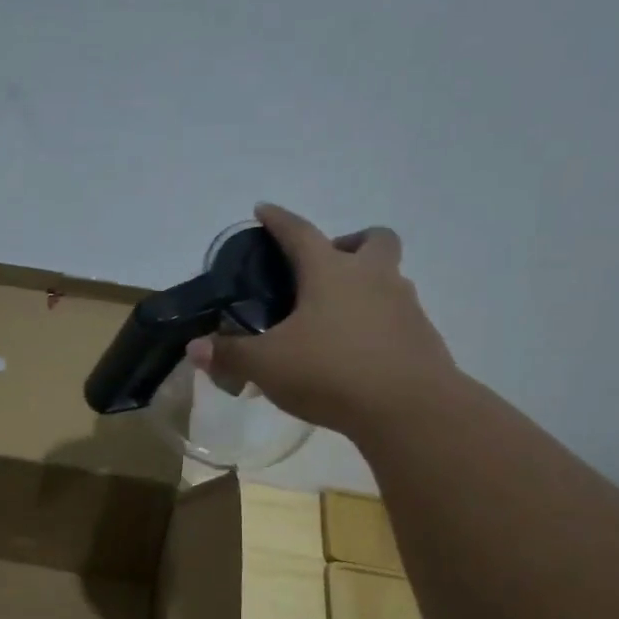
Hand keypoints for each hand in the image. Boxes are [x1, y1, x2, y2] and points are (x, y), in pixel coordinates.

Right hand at [189, 203, 458, 440]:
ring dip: (366, 285)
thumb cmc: (331, 372)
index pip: (299, 232)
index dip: (278, 220)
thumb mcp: (267, 366)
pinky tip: (358, 352)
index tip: (264, 211)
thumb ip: (231, 354)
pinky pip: (397, 316)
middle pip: (372, 239)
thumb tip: (196, 348)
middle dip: (348, 244)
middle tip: (323, 271)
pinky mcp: (422, 337)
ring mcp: (404, 305)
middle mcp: (372, 277)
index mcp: (330, 272)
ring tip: (336, 319)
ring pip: (389, 277)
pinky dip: (377, 323)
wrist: (408, 408)